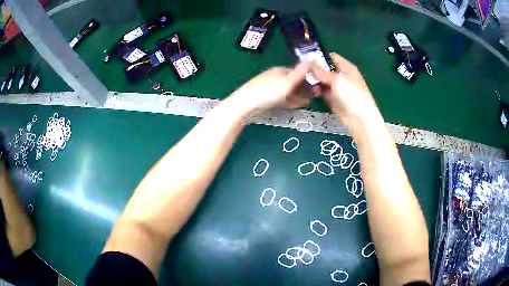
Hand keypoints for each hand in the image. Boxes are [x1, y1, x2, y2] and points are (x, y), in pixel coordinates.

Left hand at [229, 63, 312, 113]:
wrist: (246, 104)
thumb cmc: (269, 92)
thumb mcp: (288, 82)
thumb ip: (300, 73)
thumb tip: (312, 60)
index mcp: (280, 71)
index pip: (297, 72)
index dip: (308, 78)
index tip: (318, 85)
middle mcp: (275, 77)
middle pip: (293, 81)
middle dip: (305, 88)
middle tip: (316, 95)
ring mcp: (270, 87)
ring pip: (288, 90)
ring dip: (299, 95)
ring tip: (309, 102)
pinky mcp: (266, 98)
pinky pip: (282, 98)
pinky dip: (291, 100)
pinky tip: (296, 105)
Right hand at [311, 53, 381, 125]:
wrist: (359, 118)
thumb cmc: (351, 94)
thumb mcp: (336, 79)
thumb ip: (322, 72)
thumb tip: (309, 65)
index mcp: (347, 68)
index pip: (332, 57)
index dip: (320, 57)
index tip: (307, 60)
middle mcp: (343, 76)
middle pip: (326, 70)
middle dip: (315, 71)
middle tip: (303, 72)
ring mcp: (338, 88)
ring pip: (323, 82)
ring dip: (315, 82)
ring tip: (306, 83)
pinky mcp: (334, 99)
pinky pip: (324, 92)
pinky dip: (318, 92)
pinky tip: (311, 92)